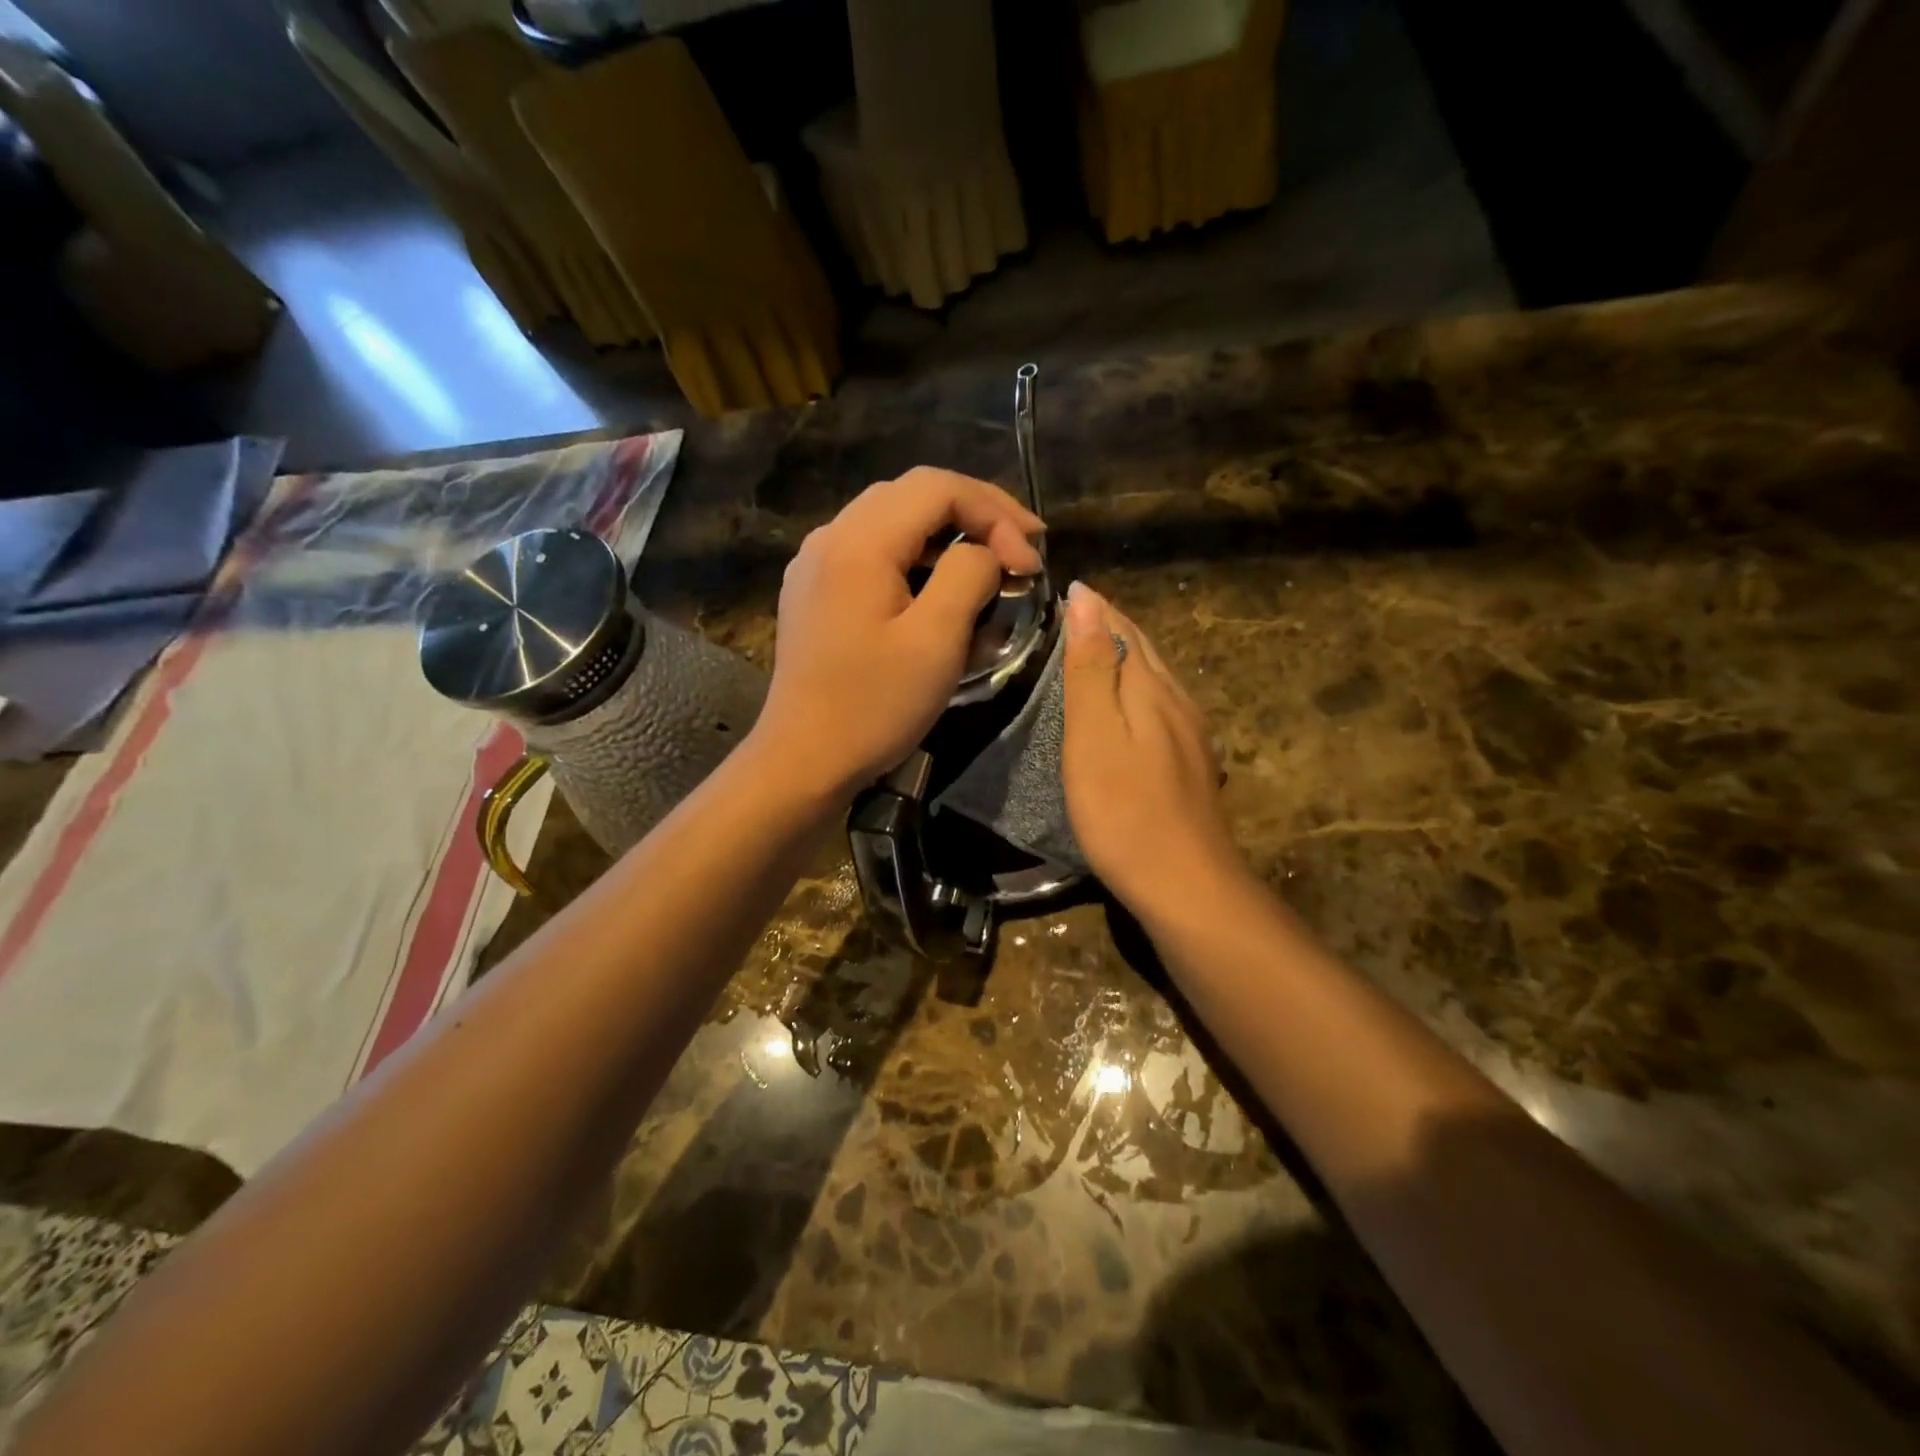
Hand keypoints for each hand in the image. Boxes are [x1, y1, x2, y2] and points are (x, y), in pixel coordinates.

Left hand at [753, 467, 1043, 799]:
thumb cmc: (873, 706)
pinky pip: (873, 552)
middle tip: (1022, 550)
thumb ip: (968, 576)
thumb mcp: (935, 641)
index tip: (1031, 560)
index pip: (937, 487)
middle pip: (913, 495)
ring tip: (991, 565)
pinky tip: (939, 586)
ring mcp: (816, 564)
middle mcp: (830, 537)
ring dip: (948, 535)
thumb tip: (984, 553)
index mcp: (858, 542)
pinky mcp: (816, 591)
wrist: (804, 760)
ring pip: (893, 521)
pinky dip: (916, 558)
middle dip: (976, 514)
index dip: (995, 512)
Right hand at [1061, 583, 1243, 919]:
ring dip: (1125, 657)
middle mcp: (1178, 702)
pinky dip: (1135, 692)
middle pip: (1144, 650)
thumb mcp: (1095, 735)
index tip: (1064, 590)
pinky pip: (1160, 708)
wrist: (1186, 885)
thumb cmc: (1125, 810)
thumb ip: (1092, 668)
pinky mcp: (1190, 765)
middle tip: (1072, 615)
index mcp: (1153, 688)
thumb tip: (1088, 599)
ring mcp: (1190, 736)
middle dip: (1111, 626)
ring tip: (1091, 652)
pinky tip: (1126, 709)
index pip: (1123, 627)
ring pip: (1155, 679)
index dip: (1095, 608)